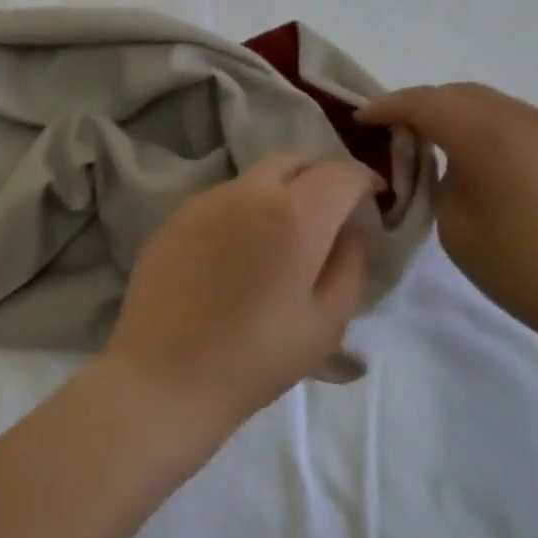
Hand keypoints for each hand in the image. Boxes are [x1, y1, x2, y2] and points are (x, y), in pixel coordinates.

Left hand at [102, 156, 376, 430]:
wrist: (166, 375)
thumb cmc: (257, 357)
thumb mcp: (327, 321)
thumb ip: (349, 264)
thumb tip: (347, 231)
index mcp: (294, 215)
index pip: (340, 172)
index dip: (363, 180)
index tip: (371, 200)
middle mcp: (246, 194)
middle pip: (292, 163)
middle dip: (317, 180)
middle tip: (324, 217)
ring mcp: (203, 202)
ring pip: (251, 180)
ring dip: (275, 195)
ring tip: (275, 240)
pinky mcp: (172, 219)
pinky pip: (218, 201)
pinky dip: (239, 212)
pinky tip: (233, 254)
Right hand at [356, 84, 537, 350]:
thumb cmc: (525, 272)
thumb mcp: (457, 230)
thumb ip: (444, 185)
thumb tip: (453, 168)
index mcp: (491, 138)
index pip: (426, 103)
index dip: (388, 107)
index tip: (364, 119)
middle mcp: (532, 123)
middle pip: (467, 94)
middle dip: (427, 105)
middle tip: (401, 131)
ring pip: (505, 111)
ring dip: (469, 122)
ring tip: (453, 155)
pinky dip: (507, 141)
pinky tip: (509, 179)